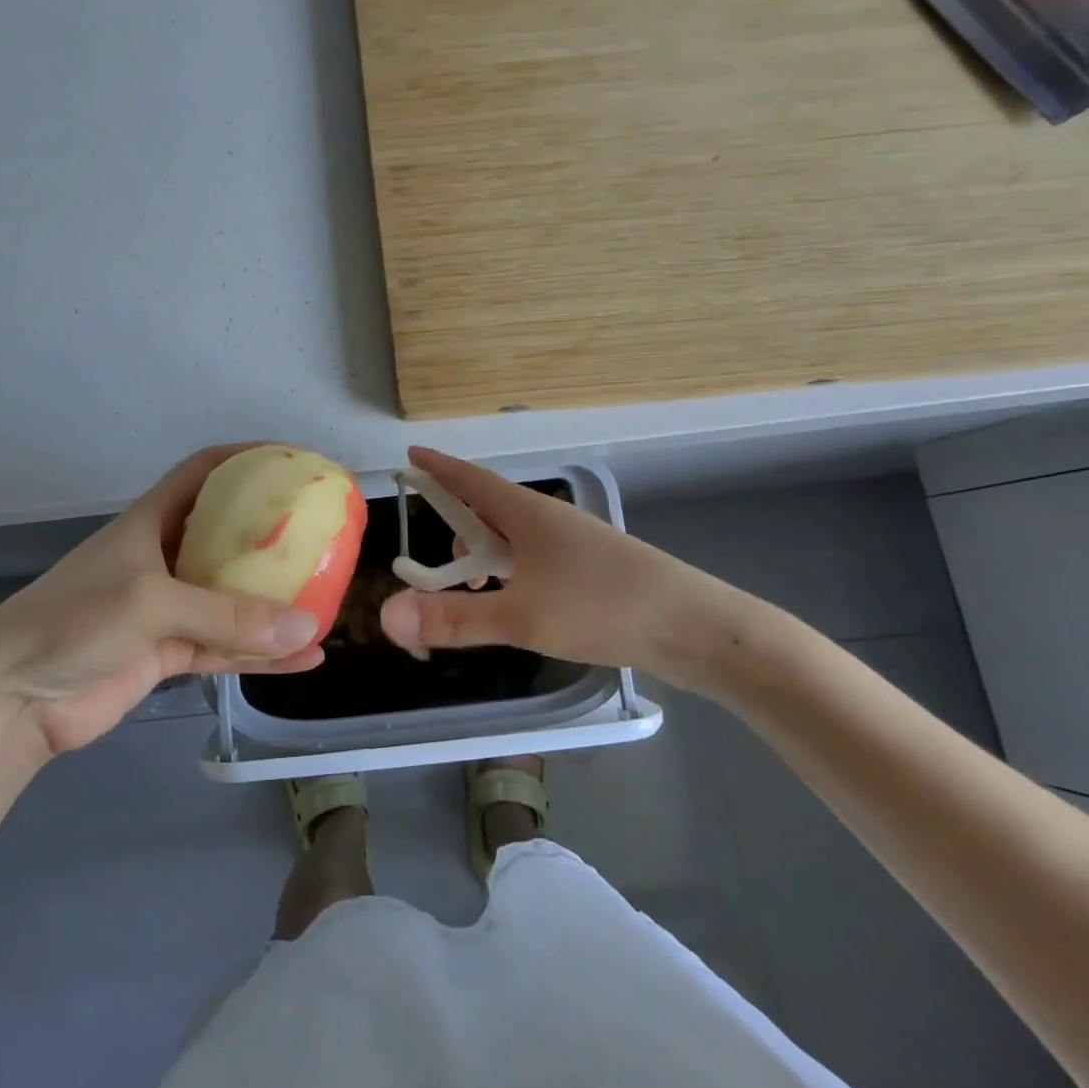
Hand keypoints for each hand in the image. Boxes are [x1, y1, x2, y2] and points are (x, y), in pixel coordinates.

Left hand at [0, 446, 326, 756]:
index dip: (244, 459)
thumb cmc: (73, 622)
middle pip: (226, 535)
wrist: (13, 701)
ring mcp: (168, 609)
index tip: (293, 462)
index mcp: (151, 522)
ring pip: (232, 596)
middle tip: (323, 533)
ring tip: (325, 597)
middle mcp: (163, 558)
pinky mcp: (169, 653)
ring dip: (273, 600)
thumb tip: (308, 625)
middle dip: (271, 533)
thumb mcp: (150, 603)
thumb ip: (228, 615)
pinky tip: (306, 657)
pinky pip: (227, 647)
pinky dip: (263, 653)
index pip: (202, 473)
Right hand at [378, 447, 780, 695]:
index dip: (438, 468)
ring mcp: (574, 544)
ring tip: (476, 593)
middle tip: (438, 569)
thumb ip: (454, 617)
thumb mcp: (521, 616)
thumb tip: (388, 616)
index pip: (470, 479)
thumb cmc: (604, 608)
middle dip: (456, 529)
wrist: (700, 630)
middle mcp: (549, 520)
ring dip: (485, 556)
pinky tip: (517, 604)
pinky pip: (534, 559)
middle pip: (488, 510)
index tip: (410, 457)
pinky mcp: (592, 571)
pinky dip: (511, 573)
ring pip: (513, 539)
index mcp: (527, 513)